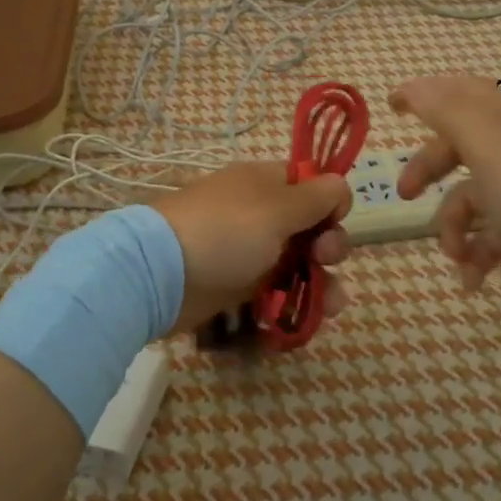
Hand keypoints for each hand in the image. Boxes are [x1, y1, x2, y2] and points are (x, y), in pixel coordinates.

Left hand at [153, 162, 352, 334]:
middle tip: (323, 258)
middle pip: (310, 227)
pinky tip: (311, 318)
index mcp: (266, 183)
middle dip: (329, 246)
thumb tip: (339, 184)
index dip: (330, 201)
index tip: (335, 219)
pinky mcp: (238, 286)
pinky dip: (295, 302)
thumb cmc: (226, 231)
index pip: (310, 184)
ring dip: (322, 282)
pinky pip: (277, 291)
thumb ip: (316, 198)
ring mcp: (248, 250)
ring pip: (298, 264)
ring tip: (332, 306)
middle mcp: (260, 213)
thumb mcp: (277, 208)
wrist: (161, 274)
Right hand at [392, 75, 500, 297]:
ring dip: (453, 228)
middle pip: (458, 149)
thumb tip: (415, 87)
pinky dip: (476, 255)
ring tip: (454, 256)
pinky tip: (473, 279)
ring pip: (471, 199)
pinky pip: (490, 234)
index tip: (392, 105)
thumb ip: (446, 110)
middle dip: (427, 170)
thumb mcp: (484, 146)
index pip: (461, 94)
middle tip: (404, 194)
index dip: (427, 93)